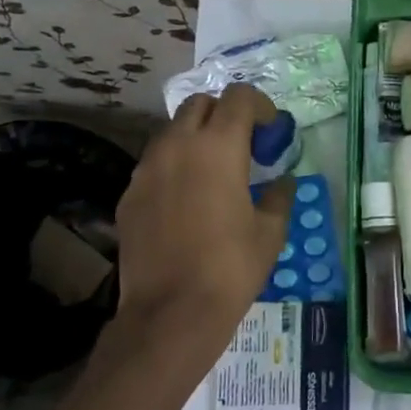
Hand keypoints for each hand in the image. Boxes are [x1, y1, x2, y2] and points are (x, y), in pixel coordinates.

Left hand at [113, 83, 292, 356]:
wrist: (171, 312)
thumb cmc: (231, 267)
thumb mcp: (271, 231)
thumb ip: (280, 195)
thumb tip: (282, 181)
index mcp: (218, 147)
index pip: (239, 97)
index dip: (260, 106)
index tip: (271, 131)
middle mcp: (177, 145)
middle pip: (200, 104)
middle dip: (225, 115)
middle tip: (243, 146)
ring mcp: (147, 168)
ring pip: (172, 132)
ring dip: (196, 138)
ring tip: (214, 172)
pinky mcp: (129, 194)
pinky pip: (154, 163)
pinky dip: (174, 166)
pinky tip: (187, 200)